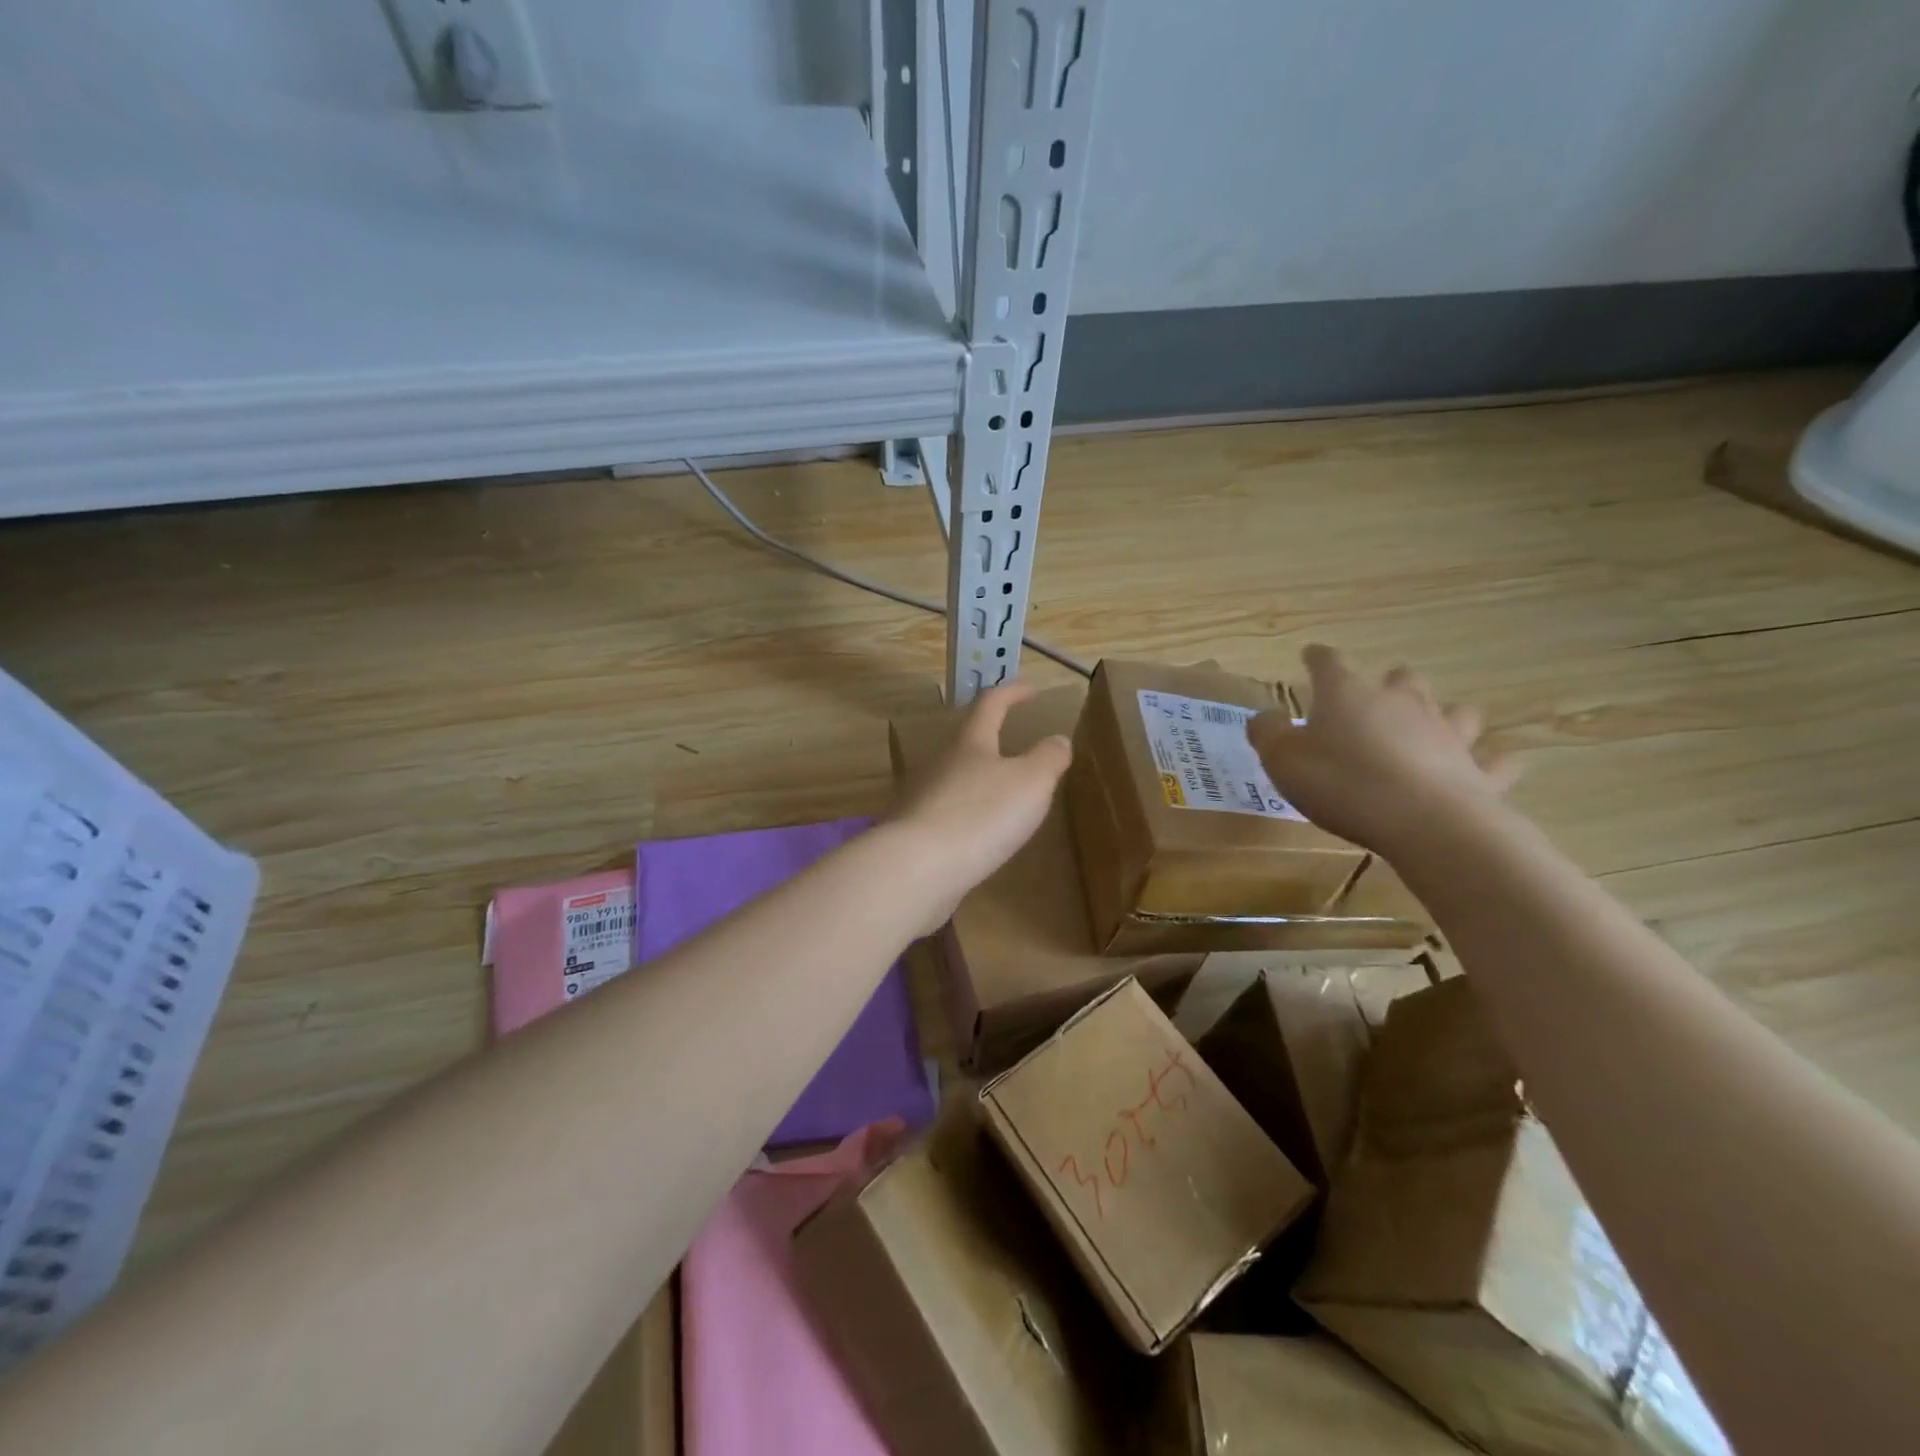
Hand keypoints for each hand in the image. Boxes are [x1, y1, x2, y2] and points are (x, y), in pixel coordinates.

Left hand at [889, 683, 1072, 934]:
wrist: (917, 868)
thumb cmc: (981, 815)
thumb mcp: (1031, 782)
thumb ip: (1048, 757)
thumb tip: (1057, 739)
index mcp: (969, 744)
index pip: (990, 704)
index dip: (1012, 693)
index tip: (1031, 690)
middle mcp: (939, 763)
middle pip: (966, 743)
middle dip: (990, 742)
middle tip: (1017, 751)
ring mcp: (920, 798)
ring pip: (953, 780)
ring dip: (977, 782)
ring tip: (1002, 797)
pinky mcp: (912, 833)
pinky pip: (945, 815)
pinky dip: (964, 817)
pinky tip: (976, 836)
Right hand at [1248, 645, 1520, 853]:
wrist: (1423, 822)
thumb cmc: (1341, 783)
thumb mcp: (1282, 760)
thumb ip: (1268, 733)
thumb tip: (1264, 716)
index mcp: (1348, 694)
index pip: (1329, 662)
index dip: (1317, 658)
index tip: (1309, 656)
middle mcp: (1401, 702)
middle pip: (1400, 678)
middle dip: (1388, 683)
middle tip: (1373, 700)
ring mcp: (1446, 733)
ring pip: (1454, 710)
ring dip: (1442, 715)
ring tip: (1430, 728)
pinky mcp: (1478, 770)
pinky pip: (1494, 760)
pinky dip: (1490, 761)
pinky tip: (1486, 766)